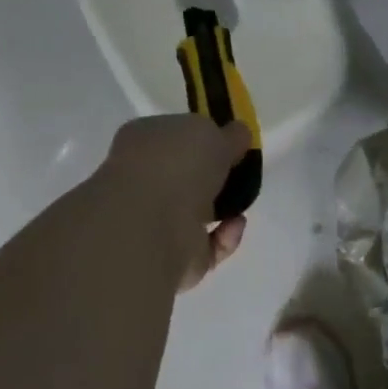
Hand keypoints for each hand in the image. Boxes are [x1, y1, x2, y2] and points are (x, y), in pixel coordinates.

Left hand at [98, 115, 252, 290]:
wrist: (152, 223)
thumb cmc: (177, 164)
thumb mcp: (213, 132)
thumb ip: (229, 134)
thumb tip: (238, 135)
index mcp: (145, 141)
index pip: (175, 135)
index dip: (204, 138)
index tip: (232, 143)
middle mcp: (145, 180)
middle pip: (187, 177)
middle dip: (215, 178)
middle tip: (241, 174)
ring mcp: (156, 220)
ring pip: (198, 214)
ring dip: (224, 209)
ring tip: (243, 202)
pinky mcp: (174, 256)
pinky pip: (208, 245)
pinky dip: (226, 236)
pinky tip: (235, 224)